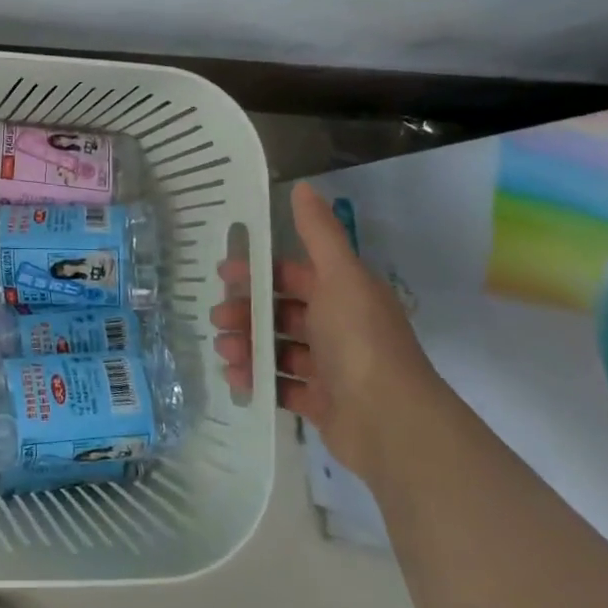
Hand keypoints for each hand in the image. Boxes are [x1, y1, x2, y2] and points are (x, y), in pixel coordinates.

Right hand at [210, 180, 444, 483]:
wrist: (390, 421)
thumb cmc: (360, 340)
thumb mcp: (339, 277)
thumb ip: (319, 233)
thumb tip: (303, 186)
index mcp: (344, 294)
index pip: (295, 274)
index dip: (260, 271)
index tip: (224, 274)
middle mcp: (339, 327)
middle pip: (282, 311)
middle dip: (247, 312)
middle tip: (218, 318)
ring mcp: (331, 368)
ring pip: (279, 348)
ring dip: (248, 345)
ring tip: (224, 351)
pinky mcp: (322, 403)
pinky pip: (283, 385)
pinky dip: (259, 380)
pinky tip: (237, 378)